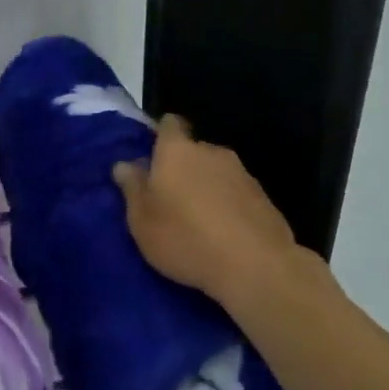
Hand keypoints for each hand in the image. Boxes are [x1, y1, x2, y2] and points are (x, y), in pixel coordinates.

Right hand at [112, 115, 323, 306]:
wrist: (256, 266)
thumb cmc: (186, 238)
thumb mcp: (142, 220)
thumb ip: (132, 188)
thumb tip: (124, 164)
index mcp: (177, 150)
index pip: (169, 123)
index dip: (160, 136)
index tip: (152, 159)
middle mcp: (211, 151)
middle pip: (192, 150)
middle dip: (182, 168)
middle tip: (170, 200)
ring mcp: (242, 173)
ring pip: (215, 172)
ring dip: (206, 188)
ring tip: (198, 221)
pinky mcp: (264, 197)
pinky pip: (236, 193)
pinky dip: (227, 205)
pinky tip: (223, 234)